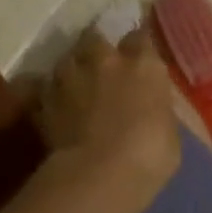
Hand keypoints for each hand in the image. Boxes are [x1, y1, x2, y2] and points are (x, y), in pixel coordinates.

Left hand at [38, 29, 179, 206]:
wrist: (99, 174)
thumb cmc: (150, 155)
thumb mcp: (169, 131)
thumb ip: (155, 109)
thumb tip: (149, 109)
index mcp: (144, 66)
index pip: (141, 37)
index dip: (138, 46)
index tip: (139, 55)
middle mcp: (106, 61)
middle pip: (96, 37)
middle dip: (97, 47)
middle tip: (102, 63)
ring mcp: (70, 78)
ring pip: (66, 59)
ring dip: (72, 68)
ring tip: (75, 83)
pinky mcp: (44, 101)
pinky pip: (43, 87)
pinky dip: (47, 92)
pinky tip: (52, 103)